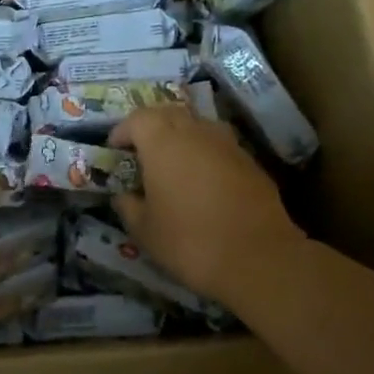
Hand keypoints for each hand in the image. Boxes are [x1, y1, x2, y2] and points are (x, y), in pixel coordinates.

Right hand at [110, 105, 305, 301]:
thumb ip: (128, 206)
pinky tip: (203, 180)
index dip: (122, 131)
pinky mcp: (250, 162)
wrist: (259, 259)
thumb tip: (123, 196)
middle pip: (168, 113)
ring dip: (181, 136)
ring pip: (197, 126)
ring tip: (173, 162)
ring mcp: (227, 144)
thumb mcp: (144, 230)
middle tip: (141, 150)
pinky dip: (205, 154)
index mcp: (162, 142)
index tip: (114, 149)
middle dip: (151, 127)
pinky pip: (219, 146)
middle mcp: (195, 132)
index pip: (136, 119)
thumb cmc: (189, 241)